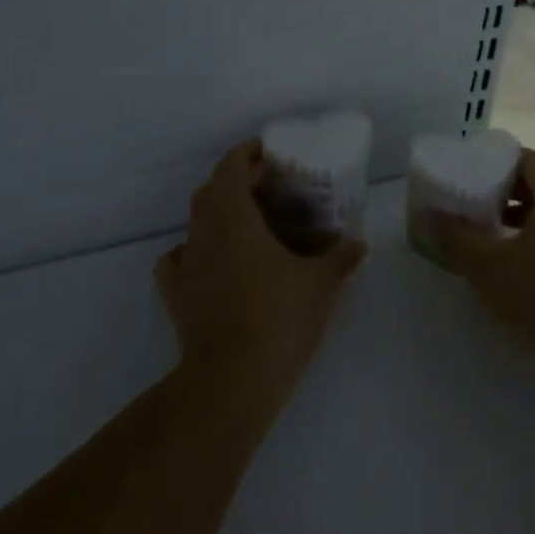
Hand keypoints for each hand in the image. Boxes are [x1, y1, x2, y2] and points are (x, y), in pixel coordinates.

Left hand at [156, 141, 365, 406]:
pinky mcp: (175, 295)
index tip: (268, 153)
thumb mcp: (320, 284)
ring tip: (248, 227)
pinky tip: (214, 265)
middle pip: (210, 191)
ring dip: (218, 216)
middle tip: (268, 191)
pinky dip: (195, 252)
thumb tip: (359, 243)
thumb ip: (340, 257)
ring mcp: (184, 264)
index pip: (230, 167)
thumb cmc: (279, 318)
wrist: (232, 380)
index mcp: (234, 217)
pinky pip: (179, 260)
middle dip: (236, 183)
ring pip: (195, 223)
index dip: (247, 154)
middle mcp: (203, 232)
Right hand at [427, 150, 534, 373]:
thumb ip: (457, 239)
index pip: (526, 160)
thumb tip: (429, 216)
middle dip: (506, 195)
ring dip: (526, 223)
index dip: (496, 163)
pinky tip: (528, 274)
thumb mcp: (490, 269)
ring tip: (496, 243)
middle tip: (476, 211)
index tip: (470, 177)